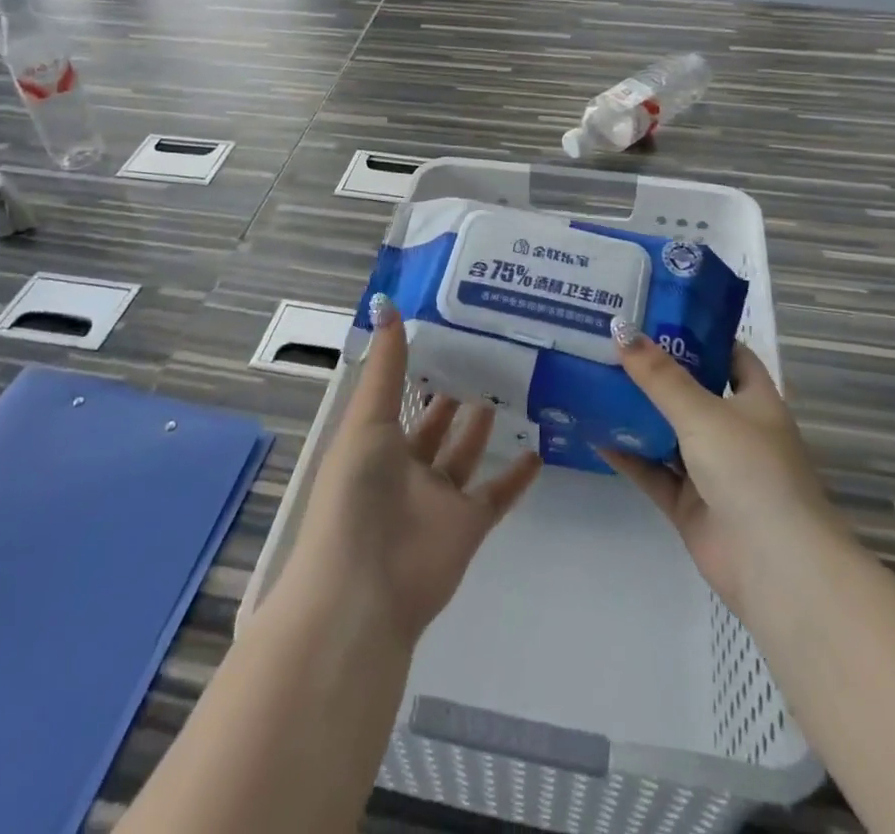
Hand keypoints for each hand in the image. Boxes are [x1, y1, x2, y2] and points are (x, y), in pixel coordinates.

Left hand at [277, 296, 541, 645]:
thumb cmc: (357, 495)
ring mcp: (439, 497)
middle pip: (436, 421)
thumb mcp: (366, 421)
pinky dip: (517, 476)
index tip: (448, 327)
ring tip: (511, 384)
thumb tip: (388, 304)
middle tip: (489, 351)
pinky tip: (538, 447)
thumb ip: (385, 367)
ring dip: (484, 424)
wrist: (365, 591)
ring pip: (466, 453)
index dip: (419, 363)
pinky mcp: (469, 525)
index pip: (400, 392)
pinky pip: (497, 494)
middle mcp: (406, 465)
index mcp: (376, 439)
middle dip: (455, 390)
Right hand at [600, 325, 841, 624]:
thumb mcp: (703, 413)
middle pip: (691, 391)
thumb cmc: (751, 472)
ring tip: (593, 378)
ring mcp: (711, 470)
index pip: (730, 355)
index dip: (700, 333)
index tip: (657, 312)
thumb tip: (621, 328)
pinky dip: (627, 454)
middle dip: (655, 371)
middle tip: (610, 341)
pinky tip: (593, 433)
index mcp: (755, 402)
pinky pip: (652, 470)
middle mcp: (735, 431)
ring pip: (667, 432)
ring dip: (636, 411)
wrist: (775, 568)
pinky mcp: (689, 504)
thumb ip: (660, 375)